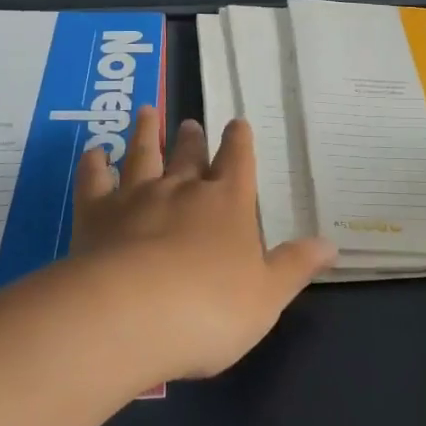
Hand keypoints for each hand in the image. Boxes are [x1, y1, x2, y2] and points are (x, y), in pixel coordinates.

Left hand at [71, 105, 335, 378]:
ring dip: (145, 133)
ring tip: (147, 112)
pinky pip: (94, 181)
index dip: (239, 141)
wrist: (131, 314)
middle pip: (189, 156)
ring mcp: (137, 197)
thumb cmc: (209, 309)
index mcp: (227, 204)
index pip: (237, 162)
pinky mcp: (96, 214)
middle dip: (192, 139)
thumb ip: (295, 266)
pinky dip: (94, 164)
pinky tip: (95, 152)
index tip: (237, 122)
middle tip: (189, 123)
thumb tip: (331, 244)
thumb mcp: (267, 296)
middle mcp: (183, 190)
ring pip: (143, 155)